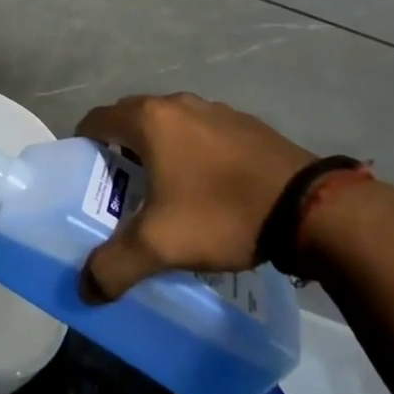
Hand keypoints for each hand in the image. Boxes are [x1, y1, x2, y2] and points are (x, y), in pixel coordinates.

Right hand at [76, 94, 316, 298]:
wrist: (310, 208)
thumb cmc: (222, 213)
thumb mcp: (161, 245)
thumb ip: (114, 266)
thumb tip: (85, 289)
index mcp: (149, 120)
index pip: (97, 119)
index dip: (83, 144)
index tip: (85, 173)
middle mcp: (177, 104)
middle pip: (131, 118)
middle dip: (120, 148)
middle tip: (121, 188)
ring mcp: (216, 110)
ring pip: (170, 125)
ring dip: (159, 149)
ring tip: (166, 190)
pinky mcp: (246, 124)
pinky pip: (203, 133)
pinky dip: (194, 152)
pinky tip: (209, 188)